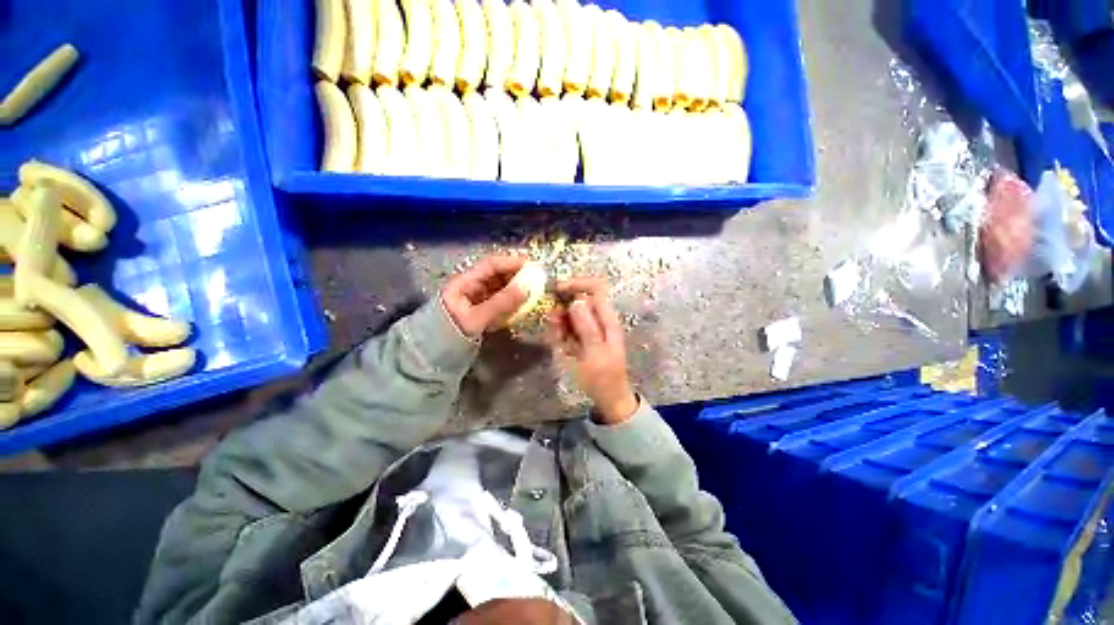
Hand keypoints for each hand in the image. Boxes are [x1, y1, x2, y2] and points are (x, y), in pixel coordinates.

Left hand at [442, 255, 527, 338]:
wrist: (434, 355)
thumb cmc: (451, 332)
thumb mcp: (476, 318)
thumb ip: (501, 302)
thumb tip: (526, 288)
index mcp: (464, 282)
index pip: (490, 265)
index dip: (511, 262)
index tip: (531, 265)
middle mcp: (470, 287)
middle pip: (496, 274)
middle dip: (515, 275)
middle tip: (535, 280)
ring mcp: (475, 299)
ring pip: (499, 288)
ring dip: (514, 289)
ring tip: (531, 292)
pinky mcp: (480, 310)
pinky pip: (498, 301)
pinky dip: (510, 301)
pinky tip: (520, 305)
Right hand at [546, 277, 637, 424]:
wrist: (608, 398)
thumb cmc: (603, 377)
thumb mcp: (595, 354)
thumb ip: (587, 327)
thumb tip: (577, 301)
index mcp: (607, 319)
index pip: (596, 288)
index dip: (577, 284)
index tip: (557, 290)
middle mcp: (598, 319)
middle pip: (579, 300)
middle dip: (563, 309)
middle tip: (554, 325)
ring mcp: (589, 329)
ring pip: (570, 314)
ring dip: (560, 323)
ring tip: (559, 340)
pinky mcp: (581, 338)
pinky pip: (568, 328)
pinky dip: (560, 333)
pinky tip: (560, 345)